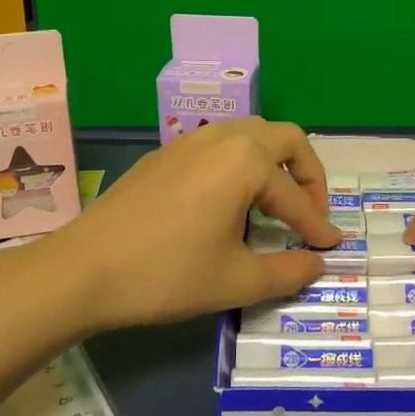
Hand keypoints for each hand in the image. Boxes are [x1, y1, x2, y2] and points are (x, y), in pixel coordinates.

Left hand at [34, 118, 341, 332]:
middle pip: (284, 139)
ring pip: (250, 134)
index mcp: (245, 162)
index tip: (332, 246)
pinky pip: (219, 145)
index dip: (317, 225)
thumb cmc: (167, 274)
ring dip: (273, 163)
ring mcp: (189, 142)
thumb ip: (287, 271)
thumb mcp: (235, 281)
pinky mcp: (165, 154)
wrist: (83, 270)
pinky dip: (240, 164)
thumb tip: (317, 262)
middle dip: (306, 174)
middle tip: (308, 213)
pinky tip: (228, 203)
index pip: (295, 197)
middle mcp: (223, 138)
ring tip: (272, 205)